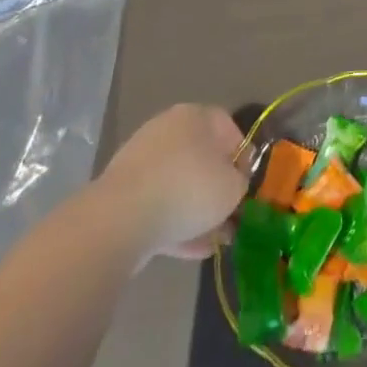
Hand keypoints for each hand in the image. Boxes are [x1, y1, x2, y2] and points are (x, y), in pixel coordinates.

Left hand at [94, 104, 247, 261]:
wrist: (120, 220)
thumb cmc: (188, 189)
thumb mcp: (232, 187)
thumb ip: (240, 182)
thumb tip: (233, 184)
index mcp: (196, 116)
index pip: (229, 129)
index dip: (243, 158)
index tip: (246, 186)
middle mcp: (167, 130)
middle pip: (202, 158)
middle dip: (217, 189)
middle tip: (230, 215)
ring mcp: (141, 162)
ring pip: (179, 185)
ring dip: (196, 212)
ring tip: (213, 241)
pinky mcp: (122, 195)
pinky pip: (157, 206)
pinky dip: (174, 225)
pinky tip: (192, 250)